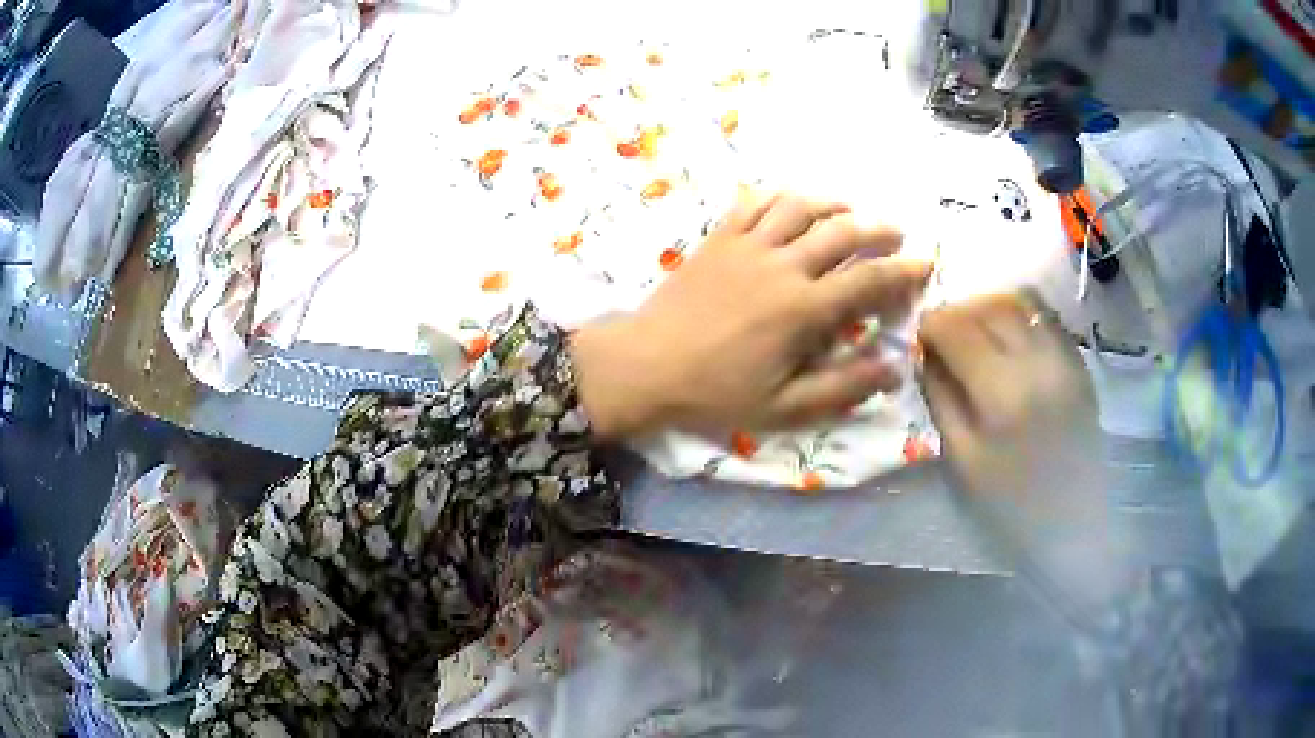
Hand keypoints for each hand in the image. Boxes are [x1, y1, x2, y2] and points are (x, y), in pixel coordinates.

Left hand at [571, 192, 931, 439]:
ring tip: (849, 211)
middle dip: (877, 229)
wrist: (646, 366)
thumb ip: (841, 388)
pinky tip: (791, 203)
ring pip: (801, 207)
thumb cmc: (716, 391)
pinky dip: (779, 196)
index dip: (903, 271)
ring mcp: (747, 245)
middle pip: (842, 231)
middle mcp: (782, 265)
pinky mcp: (718, 238)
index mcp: (803, 309)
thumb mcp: (783, 407)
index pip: (868, 280)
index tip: (925, 263)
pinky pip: (753, 202)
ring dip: (833, 204)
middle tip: (895, 235)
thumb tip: (892, 370)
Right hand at [918, 294, 1126, 605]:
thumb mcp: (962, 460)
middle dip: (958, 311)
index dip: (932, 323)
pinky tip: (1010, 338)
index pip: (958, 329)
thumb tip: (925, 355)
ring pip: (1020, 304)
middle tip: (944, 332)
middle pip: (989, 307)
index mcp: (1002, 392)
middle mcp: (1037, 362)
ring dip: (990, 308)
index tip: (920, 333)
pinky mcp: (1080, 364)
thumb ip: (941, 399)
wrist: (1074, 522)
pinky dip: (1021, 315)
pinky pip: (1046, 318)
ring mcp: (1064, 359)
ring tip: (976, 330)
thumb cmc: (1011, 504)